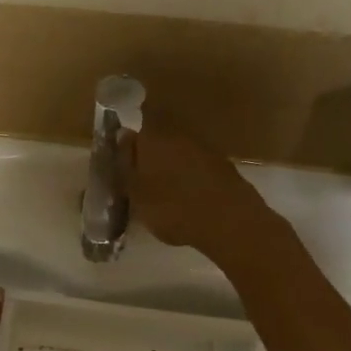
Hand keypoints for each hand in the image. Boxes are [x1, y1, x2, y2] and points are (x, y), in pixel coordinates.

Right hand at [122, 120, 276, 261]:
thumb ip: (126, 168)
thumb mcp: (137, 195)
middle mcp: (178, 135)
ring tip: (163, 193)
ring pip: (179, 152)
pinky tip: (187, 198)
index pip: (134, 129)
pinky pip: (197, 167)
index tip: (120, 161)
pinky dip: (190, 178)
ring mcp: (204, 149)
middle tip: (139, 180)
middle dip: (149, 156)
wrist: (229, 221)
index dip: (126, 144)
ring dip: (170, 167)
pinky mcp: (223, 166)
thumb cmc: (172, 208)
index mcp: (152, 138)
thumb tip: (122, 139)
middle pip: (158, 140)